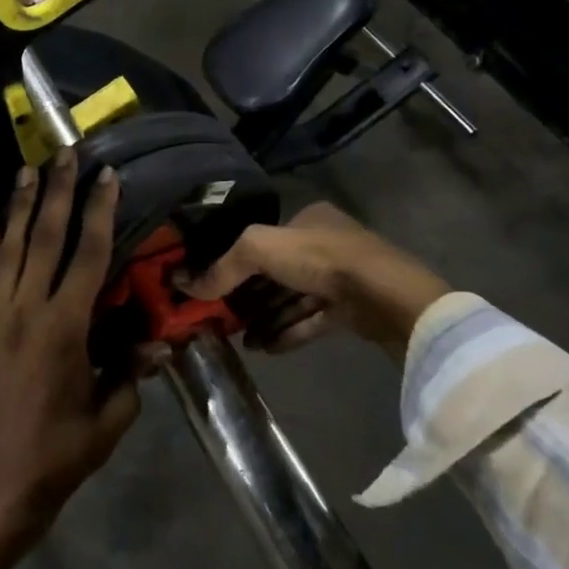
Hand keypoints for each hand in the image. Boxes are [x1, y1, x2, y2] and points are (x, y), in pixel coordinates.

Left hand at [0, 150, 140, 534]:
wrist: (4, 478)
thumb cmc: (65, 449)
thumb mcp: (112, 414)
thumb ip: (133, 370)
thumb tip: (158, 340)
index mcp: (64, 329)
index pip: (86, 256)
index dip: (98, 213)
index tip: (105, 176)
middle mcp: (27, 311)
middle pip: (44, 239)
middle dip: (56, 193)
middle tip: (65, 153)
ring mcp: (0, 316)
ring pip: (11, 248)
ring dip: (21, 206)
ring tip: (27, 168)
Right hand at [181, 203, 450, 356]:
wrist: (383, 294)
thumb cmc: (320, 259)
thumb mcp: (260, 250)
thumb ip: (224, 266)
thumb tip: (185, 283)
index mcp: (307, 219)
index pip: (264, 241)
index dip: (237, 264)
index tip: (214, 288)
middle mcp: (325, 244)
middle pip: (277, 273)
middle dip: (251, 297)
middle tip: (225, 319)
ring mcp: (341, 278)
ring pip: (294, 299)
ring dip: (267, 319)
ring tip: (242, 341)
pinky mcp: (351, 309)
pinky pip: (311, 320)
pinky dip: (288, 332)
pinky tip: (266, 348)